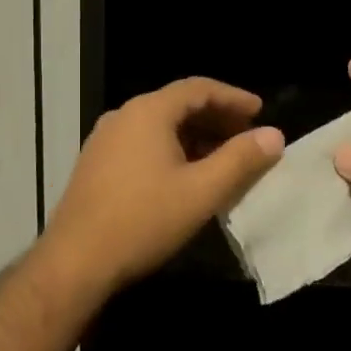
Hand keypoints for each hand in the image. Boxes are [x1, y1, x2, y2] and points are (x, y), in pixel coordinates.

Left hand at [43, 77, 283, 295]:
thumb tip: (274, 135)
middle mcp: (123, 117)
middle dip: (216, 118)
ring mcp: (104, 141)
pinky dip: (171, 150)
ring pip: (159, 126)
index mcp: (148, 112)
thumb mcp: (202, 191)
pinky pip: (142, 144)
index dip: (233, 98)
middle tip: (246, 136)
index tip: (260, 111)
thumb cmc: (144, 221)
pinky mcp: (96, 165)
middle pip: (177, 105)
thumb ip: (241, 160)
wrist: (76, 262)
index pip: (198, 89)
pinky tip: (185, 176)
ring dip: (194, 136)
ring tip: (222, 158)